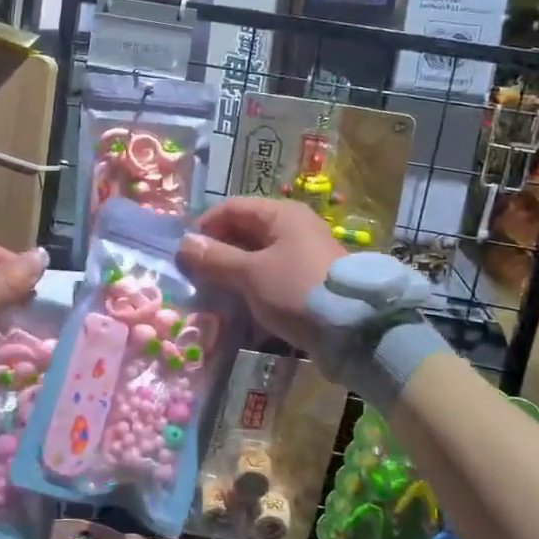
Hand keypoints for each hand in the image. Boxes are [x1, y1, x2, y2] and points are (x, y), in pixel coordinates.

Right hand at [178, 198, 343, 355]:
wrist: (355, 330)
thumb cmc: (297, 290)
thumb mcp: (251, 274)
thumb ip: (216, 258)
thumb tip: (183, 245)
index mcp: (281, 215)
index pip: (231, 208)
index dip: (204, 227)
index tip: (185, 254)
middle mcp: (293, 228)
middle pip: (244, 232)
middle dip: (217, 253)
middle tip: (196, 279)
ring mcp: (302, 255)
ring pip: (256, 257)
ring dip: (233, 274)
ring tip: (214, 296)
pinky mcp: (307, 281)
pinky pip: (271, 277)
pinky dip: (252, 289)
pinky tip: (240, 309)